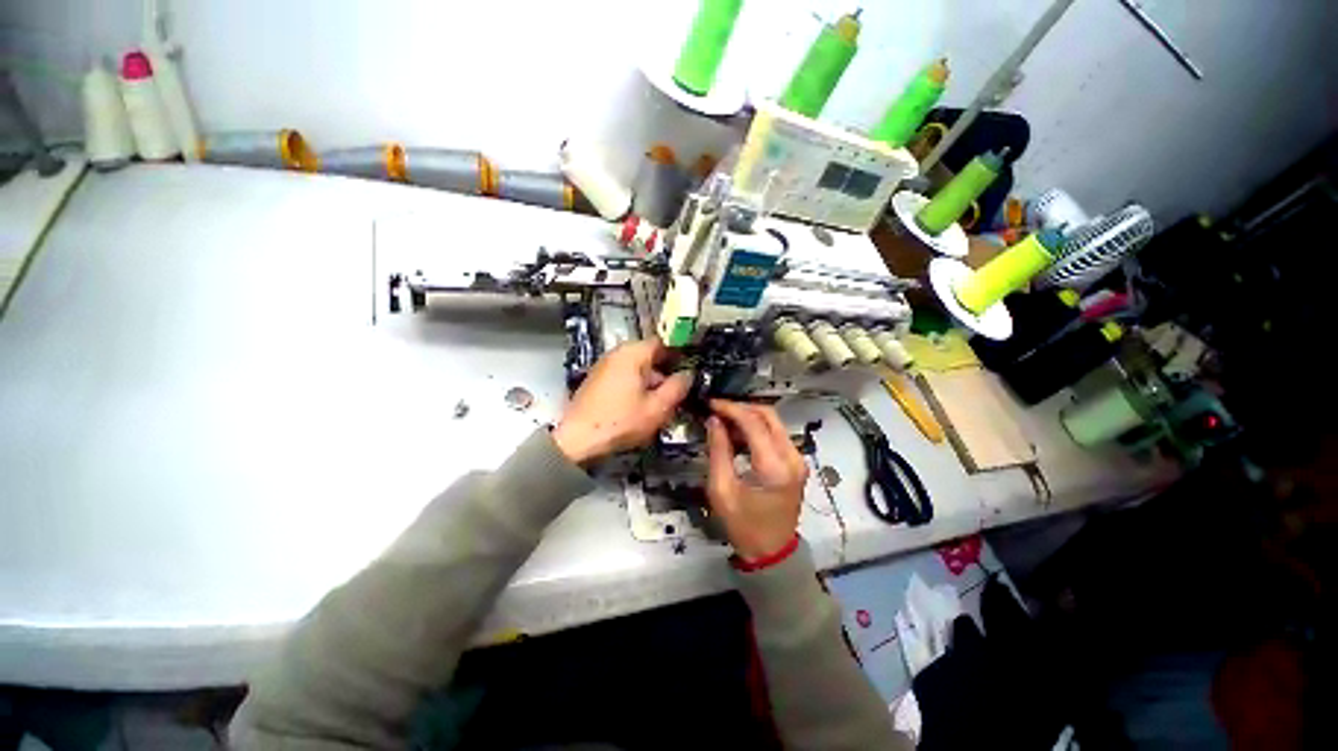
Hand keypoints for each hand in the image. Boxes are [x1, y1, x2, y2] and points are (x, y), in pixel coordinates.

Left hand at [552, 340, 692, 463]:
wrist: (577, 441)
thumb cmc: (621, 421)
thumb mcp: (657, 407)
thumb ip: (678, 387)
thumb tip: (688, 375)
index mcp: (632, 353)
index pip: (663, 342)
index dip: (679, 354)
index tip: (691, 370)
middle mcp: (617, 353)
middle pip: (649, 356)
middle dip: (666, 373)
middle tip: (678, 393)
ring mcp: (604, 366)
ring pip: (637, 368)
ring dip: (652, 382)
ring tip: (661, 405)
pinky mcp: (597, 381)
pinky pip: (624, 377)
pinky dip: (637, 387)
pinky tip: (642, 408)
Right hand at [705, 400, 807, 561]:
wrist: (771, 553)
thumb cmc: (743, 525)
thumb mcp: (721, 489)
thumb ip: (718, 450)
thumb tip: (714, 420)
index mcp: (774, 466)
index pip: (753, 422)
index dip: (730, 408)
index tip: (711, 403)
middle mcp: (792, 457)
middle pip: (768, 415)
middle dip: (741, 408)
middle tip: (717, 409)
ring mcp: (798, 459)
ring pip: (774, 422)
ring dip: (749, 417)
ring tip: (724, 421)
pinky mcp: (796, 463)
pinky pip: (776, 435)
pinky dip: (757, 429)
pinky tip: (738, 434)